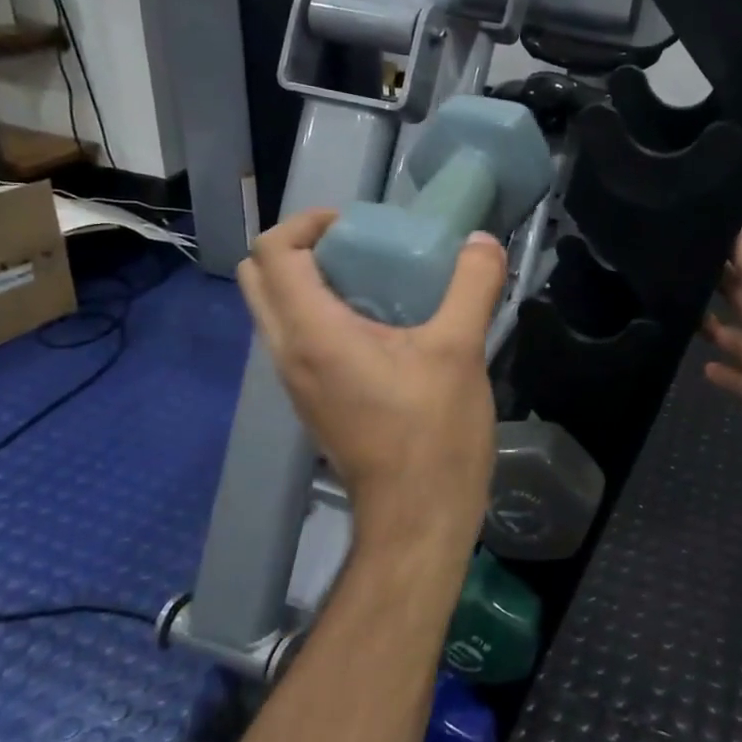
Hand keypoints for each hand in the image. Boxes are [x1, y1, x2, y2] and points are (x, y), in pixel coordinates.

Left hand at [238, 210, 506, 562]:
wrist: (418, 518)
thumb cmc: (433, 434)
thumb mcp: (460, 351)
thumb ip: (472, 286)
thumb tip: (481, 241)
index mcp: (313, 334)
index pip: (273, 254)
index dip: (305, 223)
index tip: (353, 223)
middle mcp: (289, 354)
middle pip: (260, 279)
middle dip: (299, 249)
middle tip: (357, 246)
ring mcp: (296, 383)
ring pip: (275, 312)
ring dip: (309, 283)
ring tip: (371, 279)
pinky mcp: (313, 403)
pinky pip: (297, 341)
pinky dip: (320, 316)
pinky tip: (378, 326)